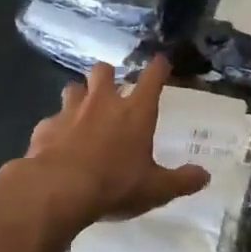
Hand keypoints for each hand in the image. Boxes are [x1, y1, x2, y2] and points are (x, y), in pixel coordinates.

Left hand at [23, 58, 209, 228]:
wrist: (58, 190)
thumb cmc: (115, 184)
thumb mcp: (156, 189)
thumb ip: (182, 181)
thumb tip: (205, 176)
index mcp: (136, 112)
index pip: (152, 78)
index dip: (159, 67)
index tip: (161, 61)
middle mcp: (103, 103)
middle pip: (103, 70)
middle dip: (108, 74)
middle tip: (112, 88)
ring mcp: (70, 111)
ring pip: (73, 87)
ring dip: (80, 95)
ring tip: (83, 110)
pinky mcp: (45, 127)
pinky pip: (52, 119)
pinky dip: (57, 127)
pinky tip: (58, 142)